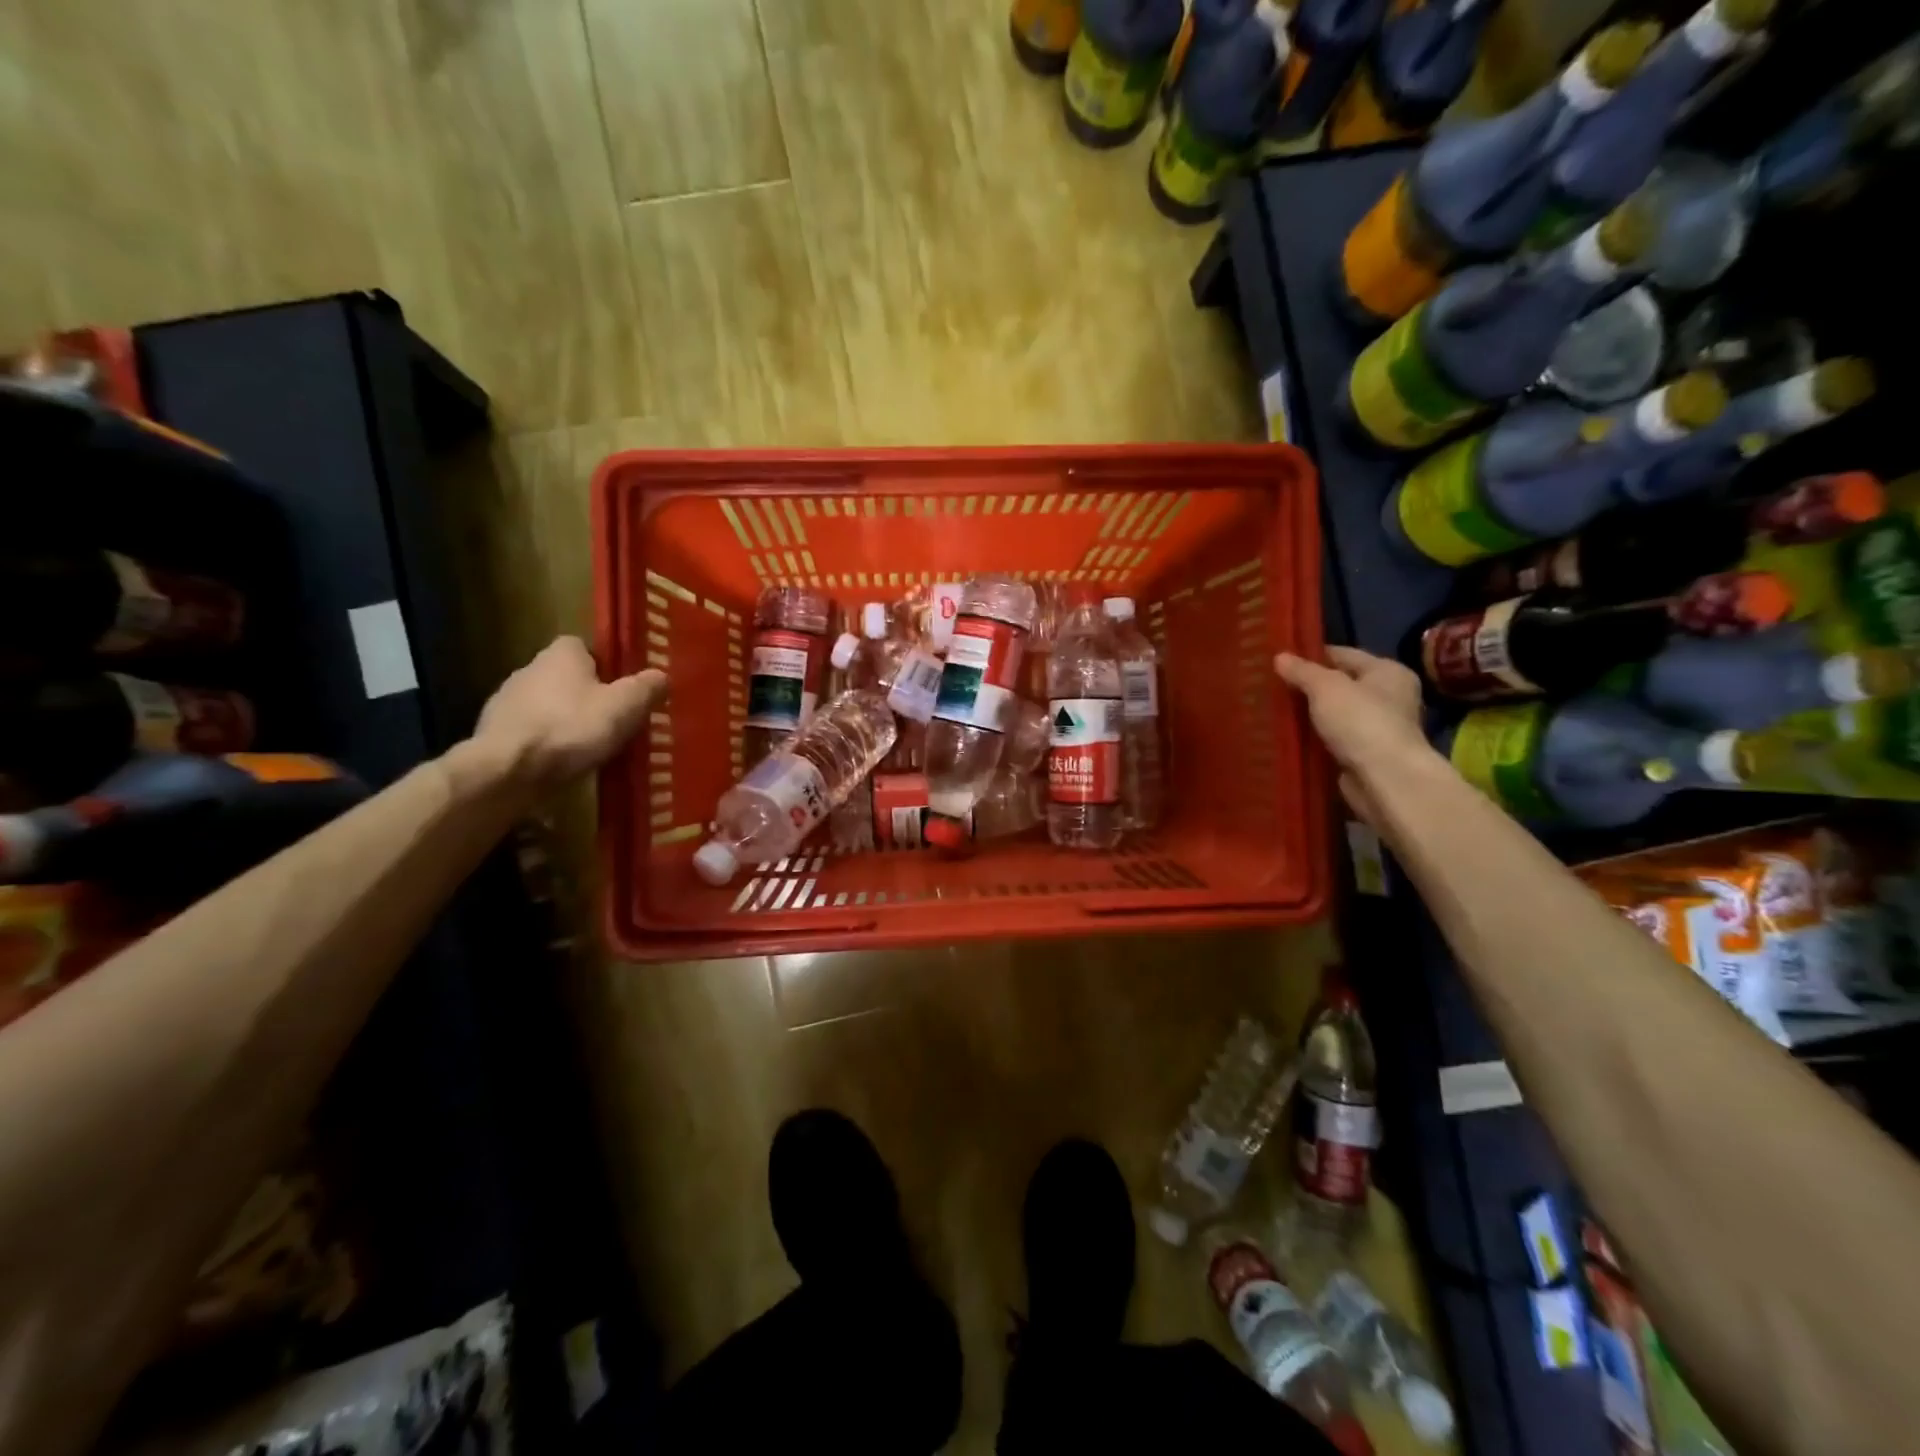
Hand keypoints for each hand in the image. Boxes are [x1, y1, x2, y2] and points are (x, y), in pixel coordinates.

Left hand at [470, 637, 667, 793]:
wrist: (508, 770)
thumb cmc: (572, 728)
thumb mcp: (625, 707)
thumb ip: (647, 688)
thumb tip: (661, 676)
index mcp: (561, 654)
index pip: (584, 646)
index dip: (605, 665)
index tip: (622, 688)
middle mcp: (529, 668)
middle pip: (565, 677)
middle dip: (586, 695)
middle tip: (612, 720)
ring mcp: (506, 700)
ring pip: (547, 705)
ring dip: (564, 720)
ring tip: (589, 747)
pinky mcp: (494, 732)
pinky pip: (530, 731)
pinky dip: (545, 743)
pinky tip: (561, 763)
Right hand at [1275, 647, 1428, 825]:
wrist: (1384, 779)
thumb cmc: (1361, 722)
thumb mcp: (1325, 687)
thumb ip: (1302, 671)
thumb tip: (1280, 656)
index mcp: (1387, 672)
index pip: (1344, 654)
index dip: (1312, 656)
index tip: (1279, 661)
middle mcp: (1388, 697)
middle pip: (1339, 685)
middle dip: (1308, 687)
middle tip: (1271, 686)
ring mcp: (1377, 728)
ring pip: (1334, 714)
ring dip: (1309, 715)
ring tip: (1274, 710)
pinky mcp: (1364, 755)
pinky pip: (1332, 739)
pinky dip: (1314, 738)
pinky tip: (1289, 737)